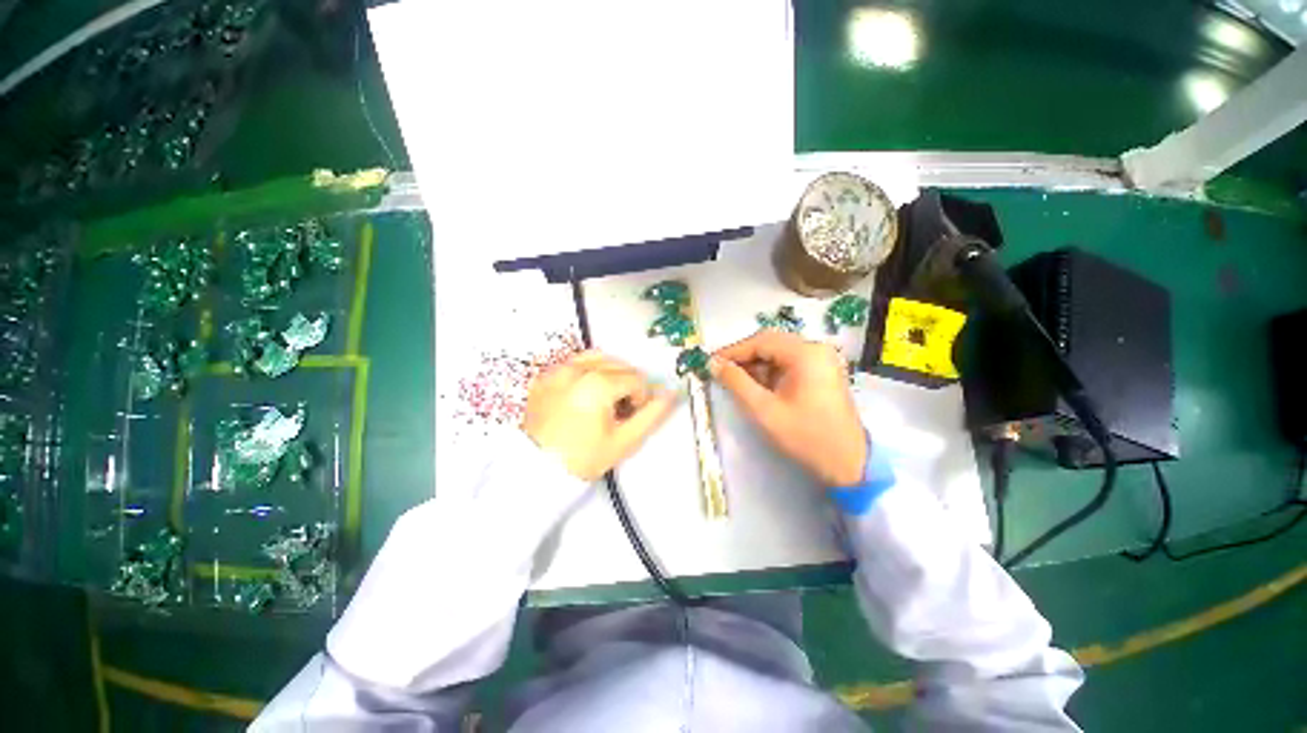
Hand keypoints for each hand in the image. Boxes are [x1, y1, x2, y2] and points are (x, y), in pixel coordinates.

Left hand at [523, 350, 676, 480]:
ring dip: (610, 372)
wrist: (536, 471)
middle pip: (619, 365)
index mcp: (598, 384)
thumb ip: (652, 415)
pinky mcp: (544, 376)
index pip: (636, 379)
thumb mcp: (624, 441)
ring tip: (605, 397)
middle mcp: (577, 369)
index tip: (632, 415)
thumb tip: (671, 393)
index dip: (641, 397)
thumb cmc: (582, 458)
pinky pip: (574, 362)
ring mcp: (558, 370)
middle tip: (620, 410)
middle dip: (627, 384)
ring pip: (598, 357)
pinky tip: (585, 392)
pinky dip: (587, 370)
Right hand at [711, 331, 865, 486]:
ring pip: (779, 352)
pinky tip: (757, 384)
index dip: (733, 350)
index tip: (711, 362)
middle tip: (721, 370)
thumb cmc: (805, 436)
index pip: (761, 341)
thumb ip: (736, 382)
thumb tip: (713, 363)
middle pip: (771, 343)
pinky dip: (770, 371)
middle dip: (744, 356)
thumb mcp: (763, 410)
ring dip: (756, 364)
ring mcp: (822, 360)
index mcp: (806, 354)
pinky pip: (790, 363)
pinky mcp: (822, 372)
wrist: (848, 463)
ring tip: (735, 379)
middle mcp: (816, 349)